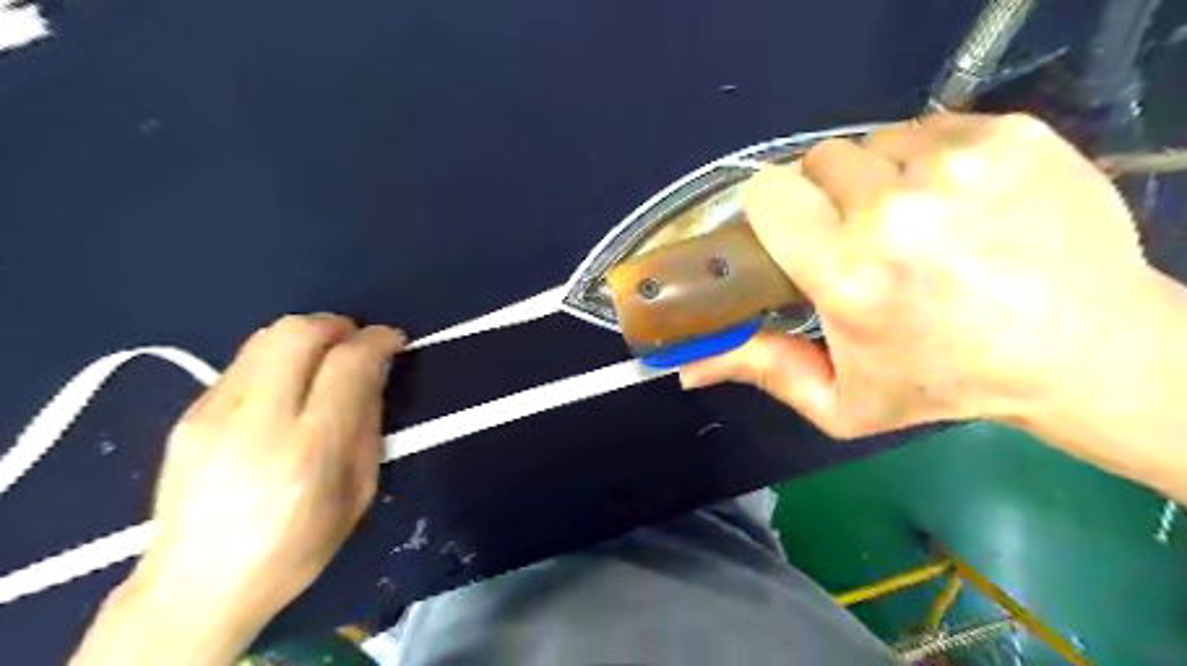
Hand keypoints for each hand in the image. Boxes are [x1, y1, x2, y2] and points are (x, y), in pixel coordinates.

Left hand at [75, 315, 409, 664]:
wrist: (194, 588)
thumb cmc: (296, 549)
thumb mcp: (358, 493)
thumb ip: (367, 425)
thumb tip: (373, 374)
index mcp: (309, 451)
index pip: (347, 365)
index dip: (378, 340)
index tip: (394, 340)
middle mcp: (256, 423)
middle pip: (297, 333)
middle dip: (337, 324)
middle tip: (357, 341)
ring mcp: (212, 415)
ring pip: (264, 337)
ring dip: (307, 335)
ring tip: (326, 356)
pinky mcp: (187, 415)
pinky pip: (242, 362)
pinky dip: (277, 358)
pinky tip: (287, 385)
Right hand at [681, 113, 1155, 440]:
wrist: (1081, 350)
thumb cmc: (944, 381)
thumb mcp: (842, 401)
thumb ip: (762, 372)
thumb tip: (687, 369)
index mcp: (846, 273)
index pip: (768, 194)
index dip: (773, 210)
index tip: (793, 233)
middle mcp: (893, 210)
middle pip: (818, 161)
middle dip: (826, 198)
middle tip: (857, 237)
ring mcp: (956, 164)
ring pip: (873, 142)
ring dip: (878, 179)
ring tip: (910, 222)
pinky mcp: (1008, 135)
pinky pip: (930, 127)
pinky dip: (929, 159)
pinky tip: (956, 202)